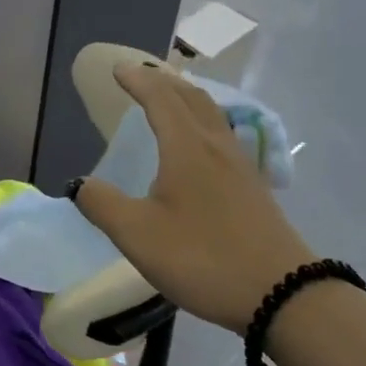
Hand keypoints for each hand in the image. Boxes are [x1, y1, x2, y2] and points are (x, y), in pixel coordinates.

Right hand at [71, 63, 315, 334]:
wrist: (286, 296)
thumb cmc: (204, 258)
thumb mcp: (138, 235)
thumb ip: (102, 205)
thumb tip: (80, 184)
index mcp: (187, 148)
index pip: (160, 99)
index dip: (138, 81)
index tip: (118, 69)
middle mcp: (216, 147)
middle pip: (192, 98)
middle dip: (165, 80)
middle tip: (142, 74)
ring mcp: (241, 168)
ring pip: (213, 116)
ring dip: (187, 98)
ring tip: (171, 98)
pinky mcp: (254, 189)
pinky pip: (224, 136)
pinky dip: (203, 121)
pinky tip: (201, 145)